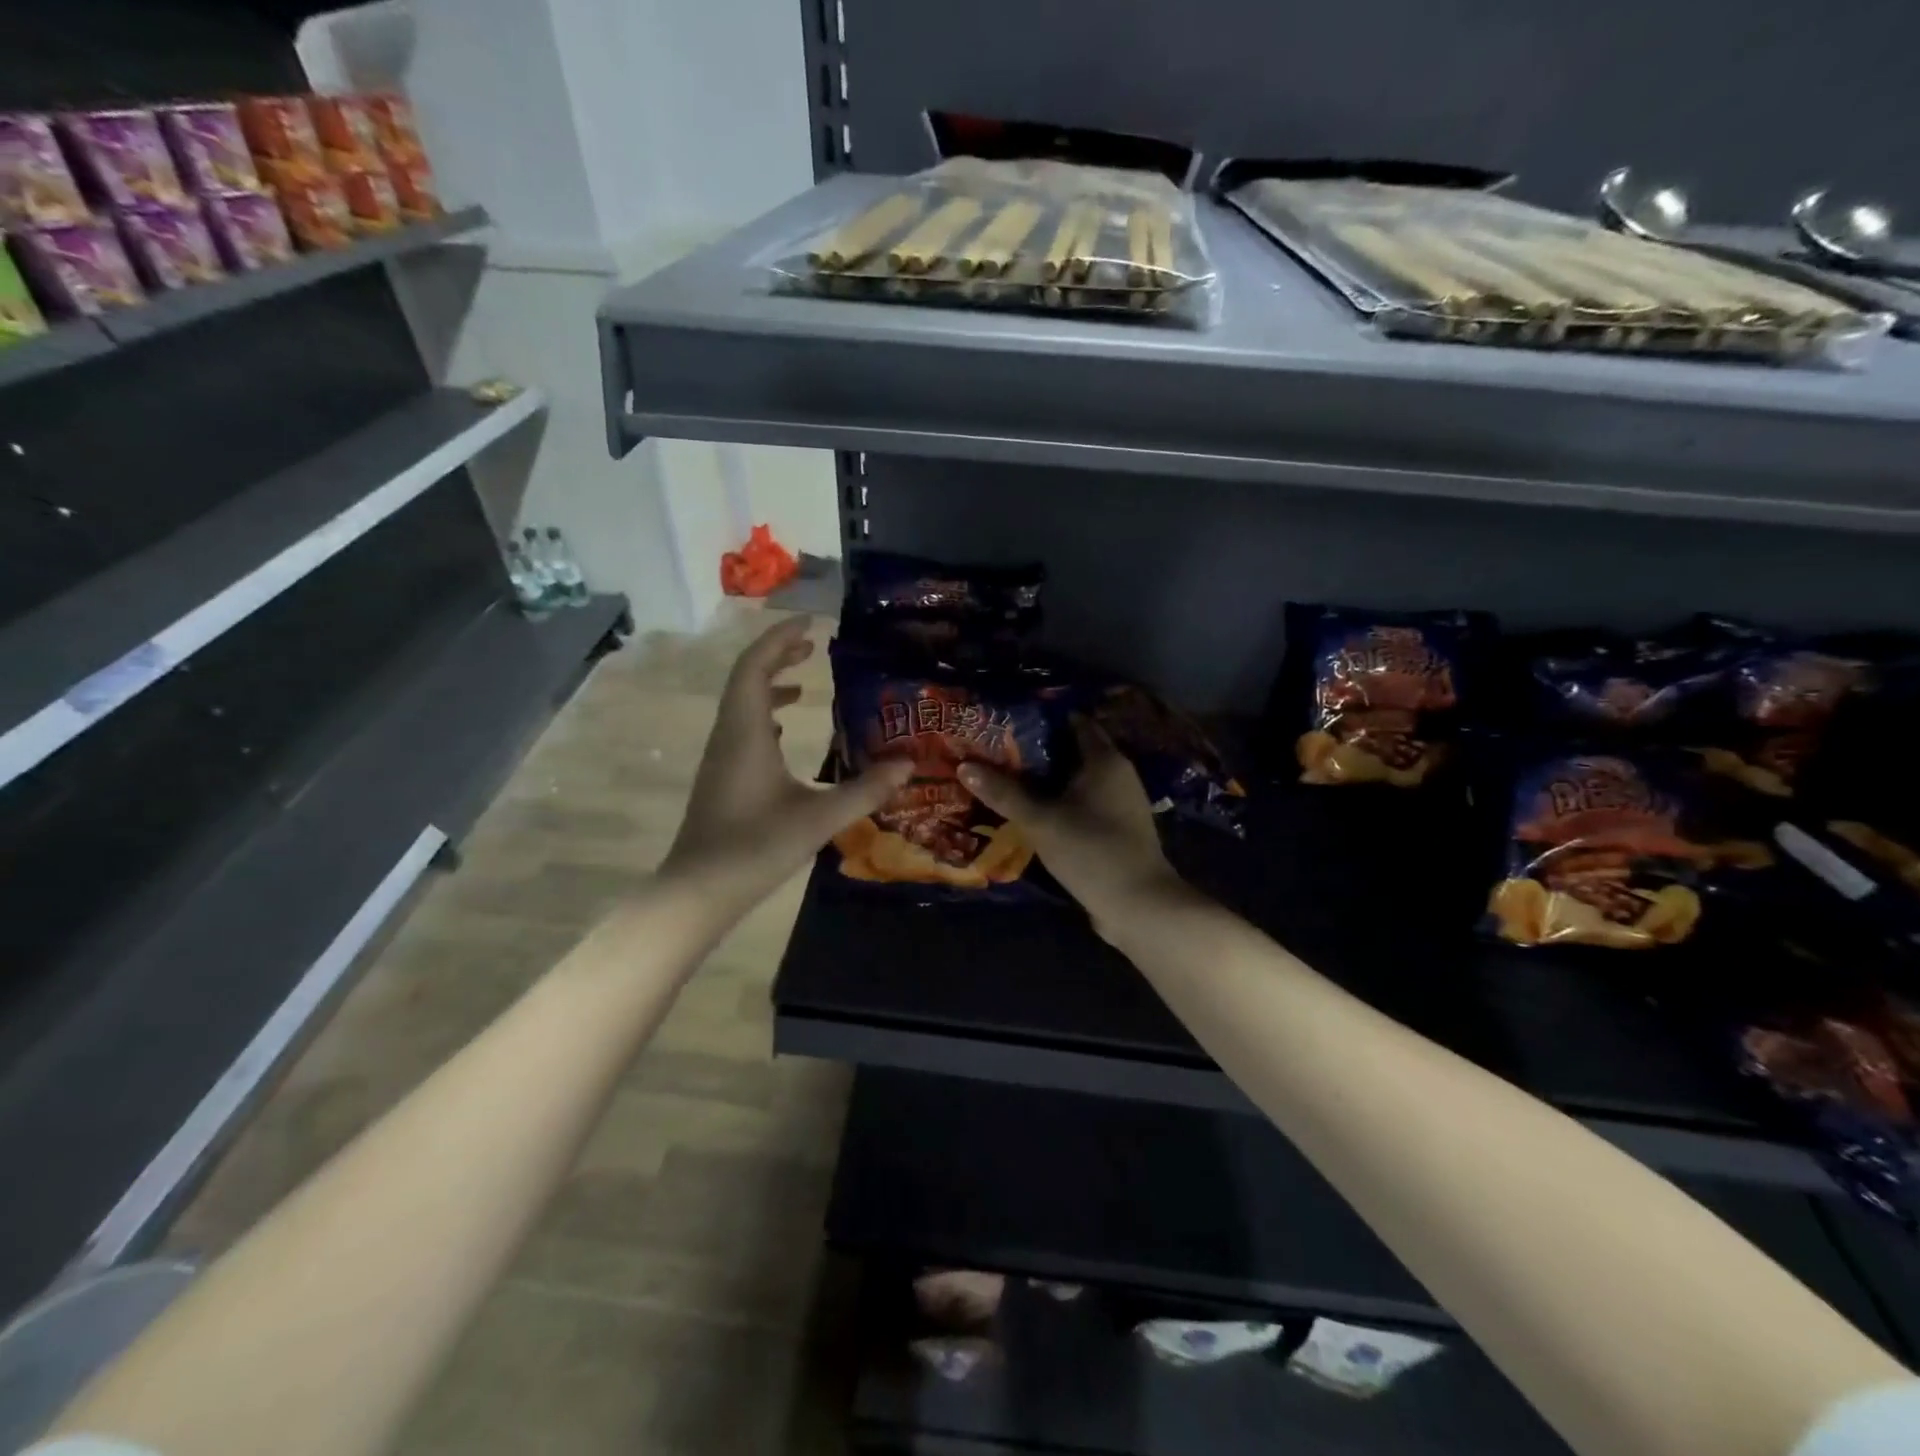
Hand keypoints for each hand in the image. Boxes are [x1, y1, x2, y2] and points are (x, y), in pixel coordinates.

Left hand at [662, 617, 909, 913]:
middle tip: (812, 644)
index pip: (756, 666)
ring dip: (770, 683)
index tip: (810, 622)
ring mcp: (722, 756)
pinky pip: (742, 727)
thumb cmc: (756, 847)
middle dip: (777, 654)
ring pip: (742, 703)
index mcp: (746, 731)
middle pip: (747, 677)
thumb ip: (865, 790)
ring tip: (805, 683)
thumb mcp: (819, 818)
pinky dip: (765, 714)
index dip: (779, 638)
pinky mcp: (722, 775)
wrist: (700, 890)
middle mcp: (729, 734)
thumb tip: (908, 766)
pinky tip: (785, 731)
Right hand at [959, 718, 1185, 941]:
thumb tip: (964, 765)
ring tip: (1007, 777)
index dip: (1041, 718)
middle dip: (1038, 749)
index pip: (1073, 721)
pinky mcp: (1116, 828)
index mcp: (1105, 759)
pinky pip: (1083, 803)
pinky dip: (1060, 801)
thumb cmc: (1092, 850)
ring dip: (1047, 778)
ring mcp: (1120, 802)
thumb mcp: (1041, 821)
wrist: (1138, 905)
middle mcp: (1117, 773)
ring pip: (1077, 779)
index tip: (1007, 720)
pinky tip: (1033, 810)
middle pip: (1073, 750)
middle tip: (997, 749)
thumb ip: (1004, 793)